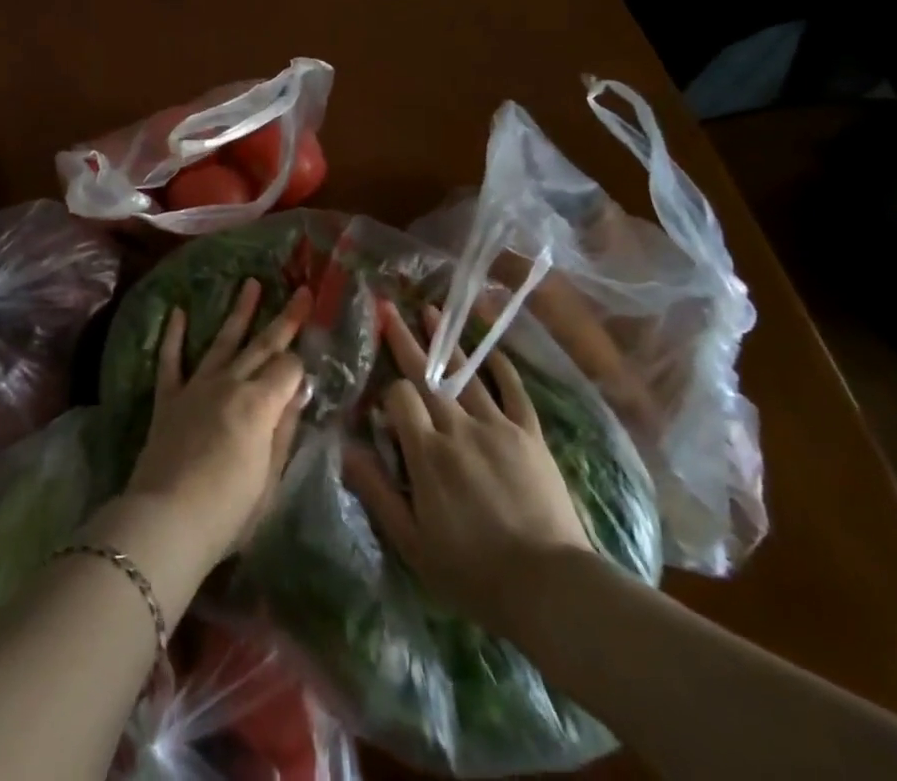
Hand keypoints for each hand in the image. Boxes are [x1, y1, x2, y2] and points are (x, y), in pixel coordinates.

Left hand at [124, 278, 312, 566]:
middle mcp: (229, 383)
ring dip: (238, 312)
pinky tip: (179, 312)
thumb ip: (284, 430)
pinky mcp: (169, 398)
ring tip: (250, 283)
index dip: (300, 367)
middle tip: (301, 291)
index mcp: (259, 403)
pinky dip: (174, 335)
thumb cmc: (228, 511)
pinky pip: (171, 360)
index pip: (288, 369)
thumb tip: (298, 391)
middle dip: (285, 318)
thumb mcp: (270, 478)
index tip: (307, 373)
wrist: (166, 520)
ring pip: (222, 340)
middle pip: (262, 345)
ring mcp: (196, 386)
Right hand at [343, 300, 593, 635]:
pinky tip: (490, 349)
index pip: (399, 398)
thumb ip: (376, 492)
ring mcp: (499, 428)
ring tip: (430, 310)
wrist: (552, 590)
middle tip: (388, 307)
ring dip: (446, 342)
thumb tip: (344, 449)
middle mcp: (459, 428)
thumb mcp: (412, 544)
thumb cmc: (474, 573)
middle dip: (405, 339)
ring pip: (467, 374)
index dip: (387, 393)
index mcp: (428, 454)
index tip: (382, 402)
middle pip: (428, 375)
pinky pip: (514, 392)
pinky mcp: (530, 436)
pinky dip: (501, 368)